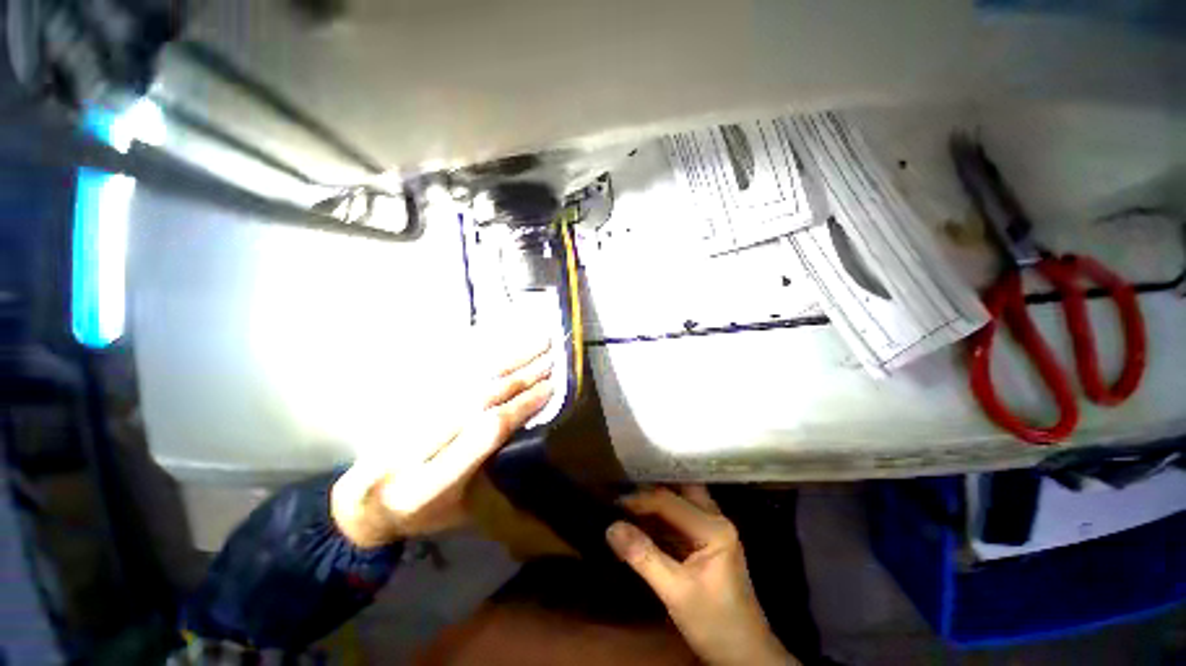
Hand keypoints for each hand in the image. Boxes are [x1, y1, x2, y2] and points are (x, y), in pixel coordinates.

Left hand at [331, 339, 552, 547]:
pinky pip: (446, 372)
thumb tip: (530, 424)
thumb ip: (492, 470)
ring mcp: (401, 419)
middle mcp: (410, 447)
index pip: (484, 433)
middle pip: (475, 400)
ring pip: (464, 380)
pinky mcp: (402, 401)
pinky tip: (500, 344)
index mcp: (426, 486)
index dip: (520, 407)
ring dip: (505, 360)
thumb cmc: (423, 515)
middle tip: (550, 358)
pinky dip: (478, 356)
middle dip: (519, 377)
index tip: (550, 388)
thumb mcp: (463, 510)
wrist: (362, 505)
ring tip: (534, 344)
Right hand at [606, 486, 796, 665]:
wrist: (745, 657)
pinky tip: (642, 519)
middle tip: (626, 484)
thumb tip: (610, 527)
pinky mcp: (706, 544)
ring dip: (656, 500)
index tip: (614, 501)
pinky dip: (661, 517)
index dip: (641, 500)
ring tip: (629, 496)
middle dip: (653, 486)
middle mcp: (715, 520)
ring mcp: (712, 531)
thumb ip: (643, 557)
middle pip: (681, 491)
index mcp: (714, 527)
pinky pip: (680, 520)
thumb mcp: (676, 592)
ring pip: (681, 502)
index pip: (670, 501)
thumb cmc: (715, 623)